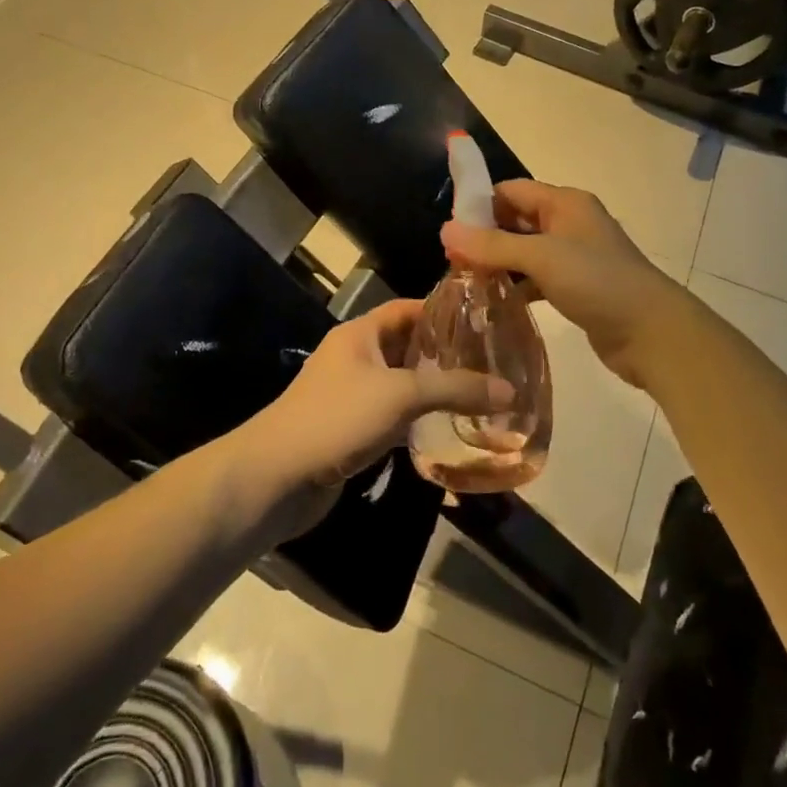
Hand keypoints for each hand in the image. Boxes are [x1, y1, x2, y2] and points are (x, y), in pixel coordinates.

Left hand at [225, 300, 512, 537]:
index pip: (406, 308)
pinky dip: (418, 421)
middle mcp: (355, 358)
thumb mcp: (401, 395)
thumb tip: (510, 391)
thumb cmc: (337, 418)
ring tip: (480, 394)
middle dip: (444, 353)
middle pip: (406, 346)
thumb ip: (456, 389)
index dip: (441, 310)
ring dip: (433, 390)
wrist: (277, 478)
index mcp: (360, 334)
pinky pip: (392, 418)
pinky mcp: (351, 432)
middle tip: (491, 361)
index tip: (482, 318)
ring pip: (401, 385)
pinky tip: (448, 429)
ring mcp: (351, 396)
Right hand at [440, 180, 688, 388]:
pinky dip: (516, 287)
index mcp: (565, 203)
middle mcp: (569, 223)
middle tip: (452, 262)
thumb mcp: (542, 257)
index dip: (480, 205)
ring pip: (524, 252)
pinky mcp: (576, 287)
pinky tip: (494, 303)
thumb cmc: (597, 282)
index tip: (450, 230)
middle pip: (516, 220)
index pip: (512, 191)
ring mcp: (574, 257)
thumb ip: (493, 244)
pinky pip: (536, 279)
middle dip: (485, 237)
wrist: (651, 332)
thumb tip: (445, 229)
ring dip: (498, 264)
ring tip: (465, 283)